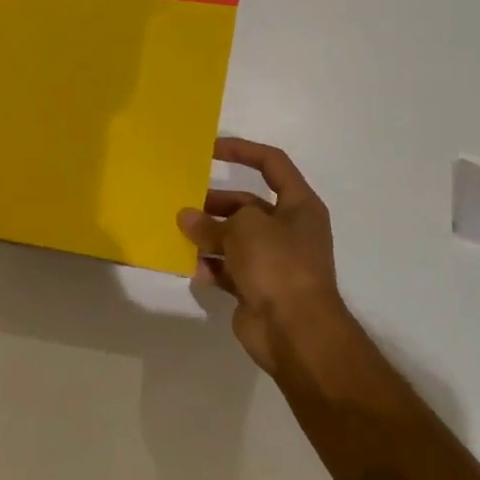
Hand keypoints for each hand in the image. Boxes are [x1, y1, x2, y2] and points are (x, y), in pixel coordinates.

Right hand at [177, 138, 347, 376]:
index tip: (209, 149)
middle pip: (247, 205)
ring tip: (180, 233)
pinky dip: (210, 266)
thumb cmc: (278, 265)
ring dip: (209, 235)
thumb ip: (211, 221)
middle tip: (184, 203)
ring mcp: (273, 261)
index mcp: (299, 206)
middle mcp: (289, 230)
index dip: (242, 151)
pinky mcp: (257, 288)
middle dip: (216, 203)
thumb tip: (186, 218)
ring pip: (234, 239)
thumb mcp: (243, 230)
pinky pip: (228, 270)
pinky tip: (191, 265)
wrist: (295, 331)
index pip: (272, 164)